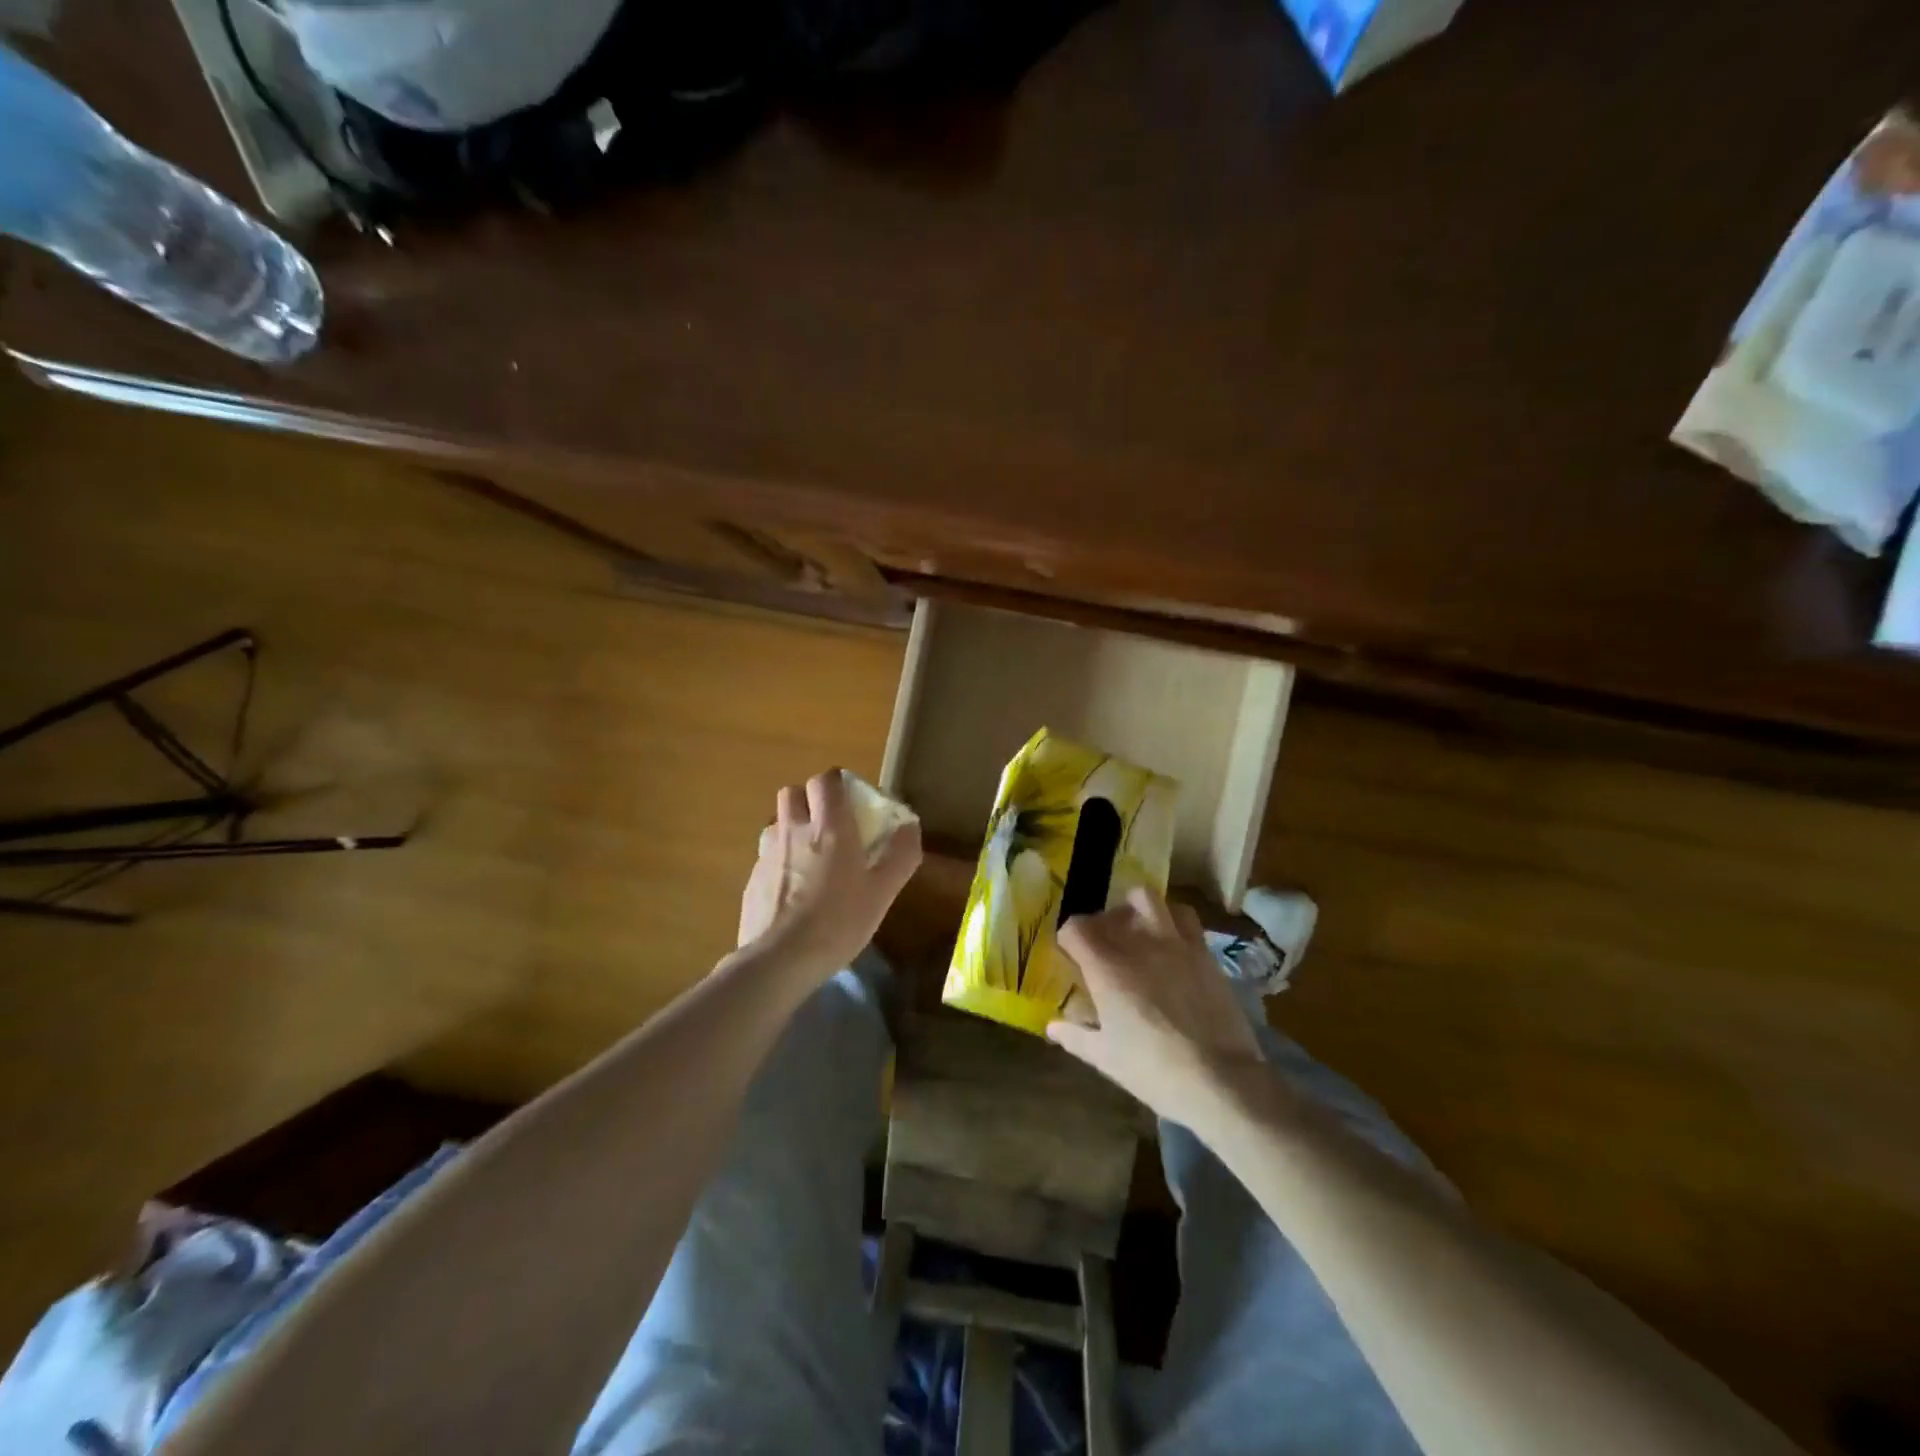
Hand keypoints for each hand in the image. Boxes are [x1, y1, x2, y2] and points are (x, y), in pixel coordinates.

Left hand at [737, 770, 921, 979]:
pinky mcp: (751, 880)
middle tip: (828, 825)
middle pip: (793, 792)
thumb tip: (910, 826)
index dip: (838, 784)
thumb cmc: (838, 922)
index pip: (826, 781)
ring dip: (791, 828)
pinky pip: (766, 856)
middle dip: (810, 800)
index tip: (852, 802)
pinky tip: (791, 892)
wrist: (779, 960)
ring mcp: (767, 854)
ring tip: (808, 858)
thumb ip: (900, 855)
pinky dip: (779, 862)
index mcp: (828, 828)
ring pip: (777, 823)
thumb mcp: (882, 892)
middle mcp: (793, 831)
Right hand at [1047, 888, 1268, 1128]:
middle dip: (1102, 924)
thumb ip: (1075, 1037)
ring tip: (1137, 930)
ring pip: (1148, 899)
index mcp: (1106, 967)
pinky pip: (1184, 917)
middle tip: (1104, 946)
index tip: (1072, 956)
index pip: (1075, 928)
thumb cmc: (1153, 1069)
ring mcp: (1173, 942)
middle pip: (1110, 911)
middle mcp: (1137, 943)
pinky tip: (1171, 943)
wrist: (1220, 1078)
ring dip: (1137, 909)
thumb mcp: (1105, 1058)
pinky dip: (1172, 920)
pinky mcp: (1203, 951)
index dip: (1069, 939)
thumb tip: (1052, 1027)